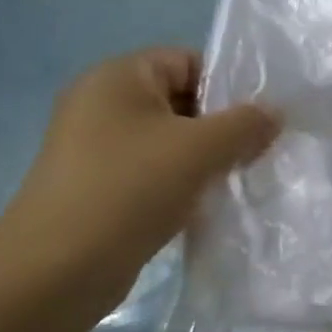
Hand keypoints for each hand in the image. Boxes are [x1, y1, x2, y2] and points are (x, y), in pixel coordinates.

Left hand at [0, 49, 279, 311]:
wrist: (56, 271)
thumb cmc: (129, 190)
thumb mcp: (199, 149)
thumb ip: (245, 124)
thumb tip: (275, 112)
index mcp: (118, 76)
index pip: (188, 61)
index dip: (229, 86)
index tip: (262, 120)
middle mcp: (102, 103)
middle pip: (181, 101)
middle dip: (222, 127)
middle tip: (258, 153)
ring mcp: (96, 148)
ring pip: (170, 141)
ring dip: (206, 160)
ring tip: (239, 181)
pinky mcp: (99, 187)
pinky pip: (153, 172)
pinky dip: (182, 184)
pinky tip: (208, 207)